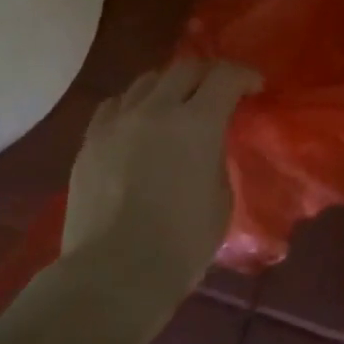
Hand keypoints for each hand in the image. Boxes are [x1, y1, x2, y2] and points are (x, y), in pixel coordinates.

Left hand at [64, 58, 261, 295]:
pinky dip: (134, 105)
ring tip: (175, 105)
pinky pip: (115, 106)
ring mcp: (117, 123)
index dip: (244, 75)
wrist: (113, 275)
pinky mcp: (89, 142)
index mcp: (197, 123)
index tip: (254, 87)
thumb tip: (207, 146)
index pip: (225, 76)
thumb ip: (216, 158)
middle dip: (208, 74)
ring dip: (169, 86)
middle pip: (185, 68)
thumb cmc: (181, 244)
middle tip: (218, 92)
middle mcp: (156, 110)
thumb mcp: (221, 198)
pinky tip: (137, 123)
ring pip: (146, 81)